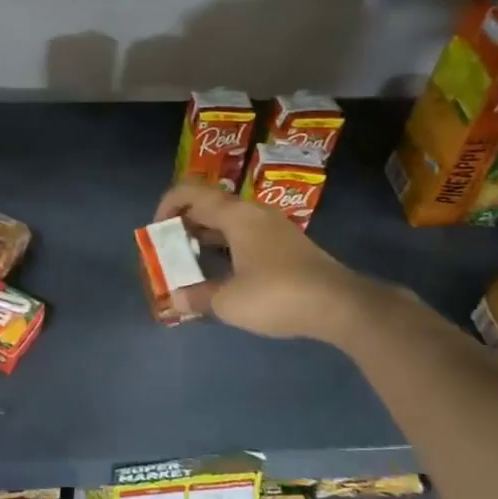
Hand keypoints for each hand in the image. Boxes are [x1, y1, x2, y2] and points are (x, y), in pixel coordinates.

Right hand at [153, 181, 373, 342]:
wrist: (342, 306)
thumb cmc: (278, 295)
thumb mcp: (229, 302)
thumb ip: (197, 297)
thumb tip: (175, 299)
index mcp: (235, 215)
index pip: (190, 192)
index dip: (166, 205)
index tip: (155, 232)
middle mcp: (253, 213)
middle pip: (208, 205)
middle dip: (183, 223)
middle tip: (169, 250)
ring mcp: (272, 228)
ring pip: (228, 221)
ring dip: (205, 237)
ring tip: (190, 262)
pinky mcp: (286, 246)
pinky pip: (244, 236)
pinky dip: (225, 247)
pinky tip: (222, 273)